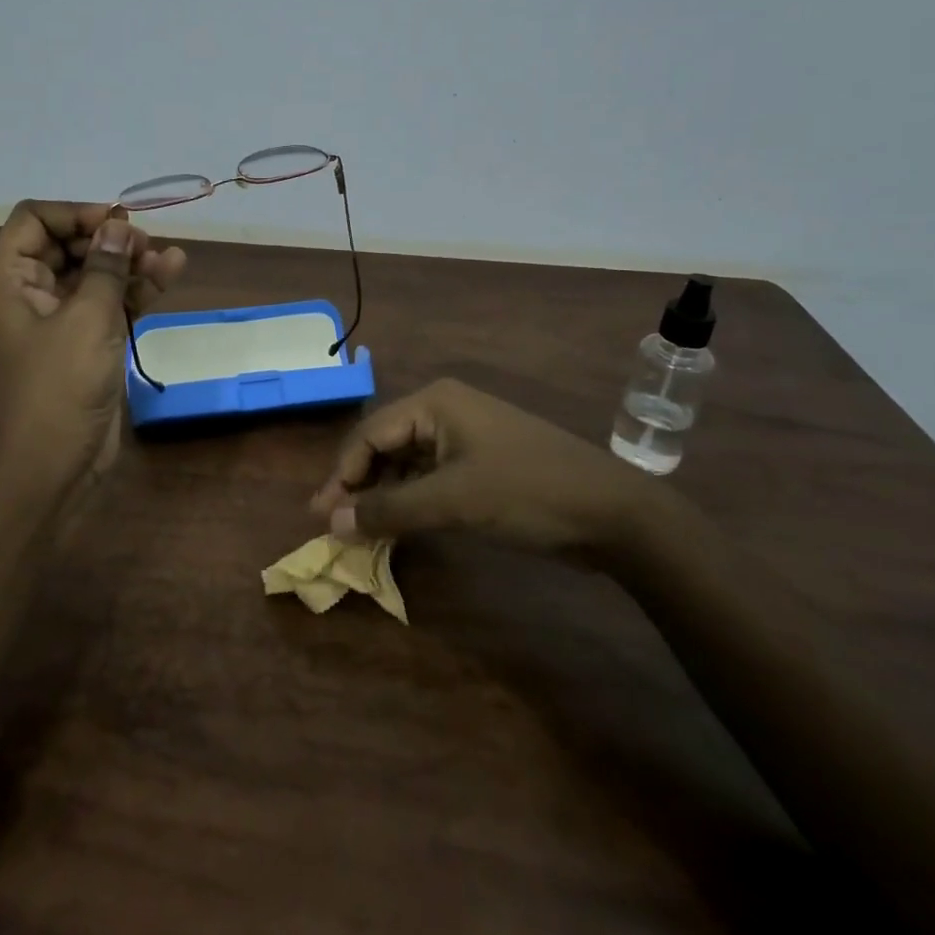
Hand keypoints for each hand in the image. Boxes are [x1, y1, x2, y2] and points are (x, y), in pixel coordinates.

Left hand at [0, 200, 186, 498]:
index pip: (34, 220)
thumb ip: (106, 267)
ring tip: (168, 258)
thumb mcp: (86, 320)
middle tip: (145, 244)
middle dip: (109, 238)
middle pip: (69, 245)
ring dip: (130, 263)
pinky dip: (137, 291)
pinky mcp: (87, 346)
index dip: (74, 213)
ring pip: (96, 275)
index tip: (115, 221)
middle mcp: (32, 294)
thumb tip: (119, 225)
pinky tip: (170, 273)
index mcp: (10, 280)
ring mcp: (62, 322)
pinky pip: (111, 305)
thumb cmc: (56, 388)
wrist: (47, 471)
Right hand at [309, 378, 662, 557]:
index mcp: (434, 403)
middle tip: (334, 526)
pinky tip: (398, 526)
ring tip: (360, 531)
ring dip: (383, 495)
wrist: (613, 513)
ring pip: (406, 463)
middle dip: (358, 485)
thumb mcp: (453, 501)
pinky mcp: (481, 463)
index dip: (342, 476)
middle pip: (384, 446)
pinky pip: (430, 477)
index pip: (369, 435)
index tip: (321, 517)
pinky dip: (411, 500)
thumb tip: (330, 523)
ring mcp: (465, 437)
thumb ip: (388, 510)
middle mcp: (444, 410)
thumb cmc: (526, 493)